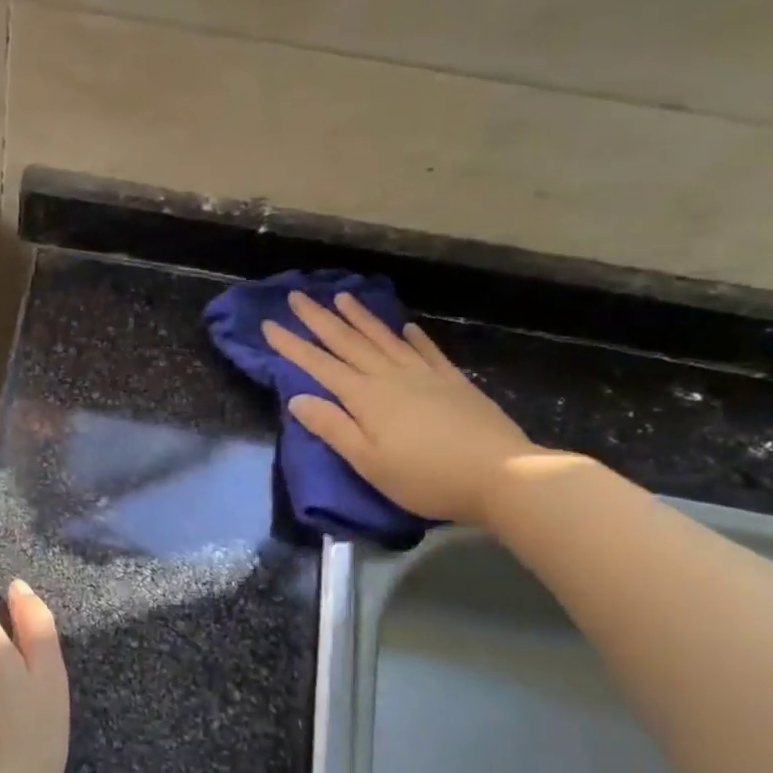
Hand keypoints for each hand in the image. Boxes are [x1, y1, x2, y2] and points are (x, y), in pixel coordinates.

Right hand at [263, 292, 537, 524]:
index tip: (269, 324)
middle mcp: (391, 377)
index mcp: (366, 397)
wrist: (502, 474)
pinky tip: (406, 326)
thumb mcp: (369, 461)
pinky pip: (427, 352)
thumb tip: (298, 399)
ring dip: (360, 318)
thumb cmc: (425, 477)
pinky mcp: (454, 383)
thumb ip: (333, 427)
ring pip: (384, 339)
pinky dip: (413, 337)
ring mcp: (425, 376)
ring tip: (342, 296)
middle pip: (348, 343)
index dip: (292, 345)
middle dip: (320, 319)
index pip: (319, 365)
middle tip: (298, 295)